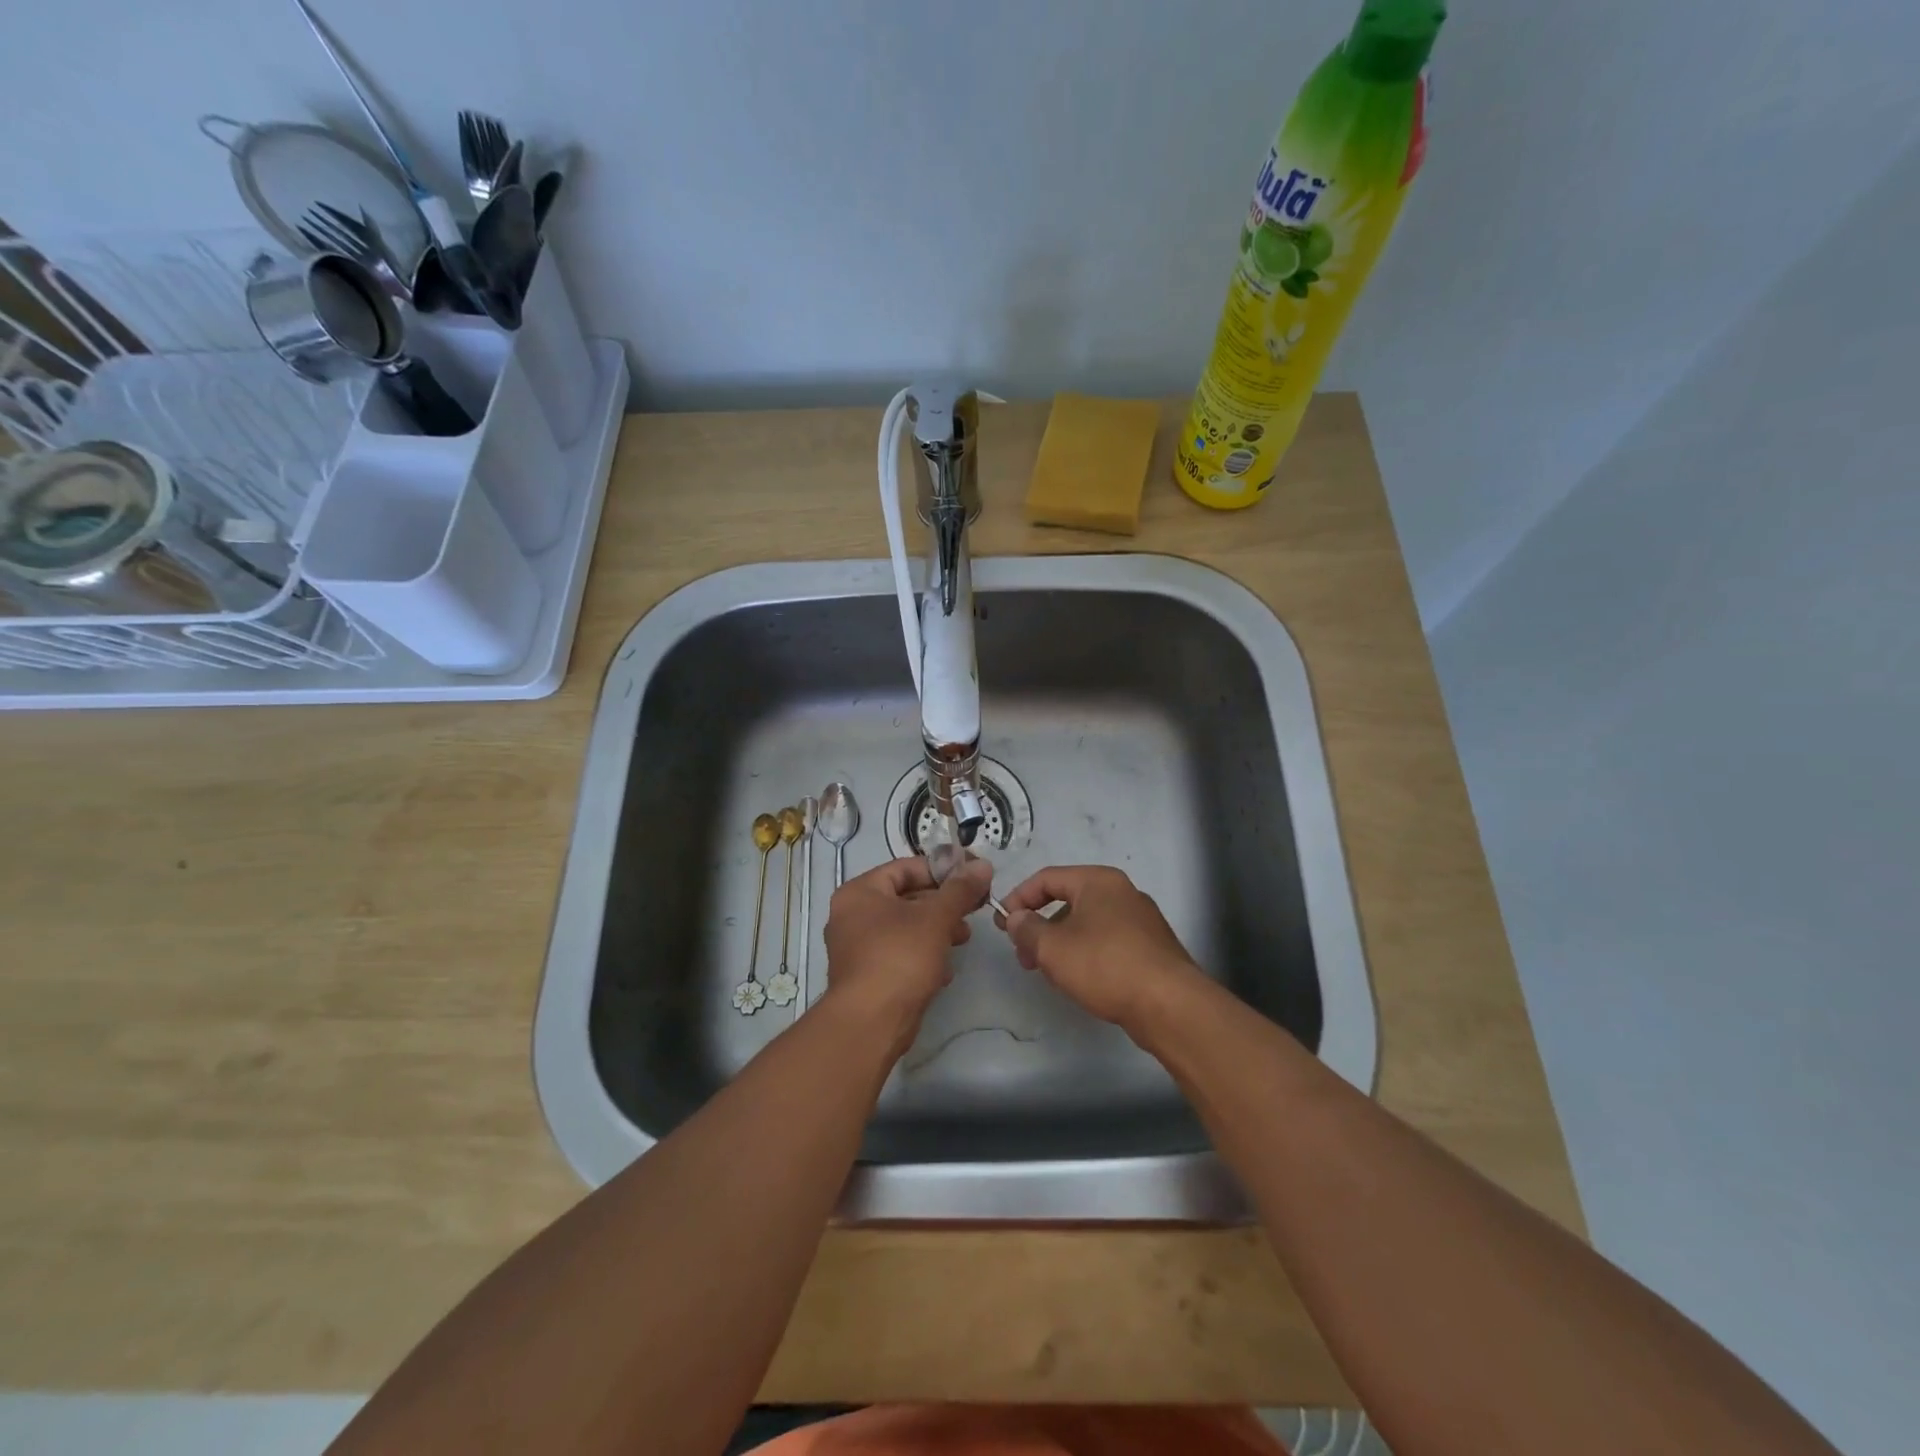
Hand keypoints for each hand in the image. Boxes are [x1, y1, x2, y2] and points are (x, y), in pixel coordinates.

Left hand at [823, 855, 991, 1054]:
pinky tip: (944, 971)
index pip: (905, 868)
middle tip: (973, 911)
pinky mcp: (866, 975)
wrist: (870, 1023)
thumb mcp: (936, 918)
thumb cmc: (899, 957)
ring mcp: (856, 947)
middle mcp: (851, 915)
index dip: (941, 870)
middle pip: (905, 897)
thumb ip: (960, 890)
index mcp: (860, 892)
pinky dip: (922, 955)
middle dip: (943, 904)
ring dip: (937, 931)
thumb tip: (982, 864)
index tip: (972, 879)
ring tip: (963, 939)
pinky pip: (898, 954)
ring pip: (904, 928)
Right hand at [995, 865, 1202, 1035]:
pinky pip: (1107, 942)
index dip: (1019, 898)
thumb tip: (1016, 918)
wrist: (1170, 1005)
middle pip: (1068, 900)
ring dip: (1061, 943)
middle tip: (1023, 955)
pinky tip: (1080, 981)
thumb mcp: (1053, 948)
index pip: (1047, 878)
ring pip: (1088, 924)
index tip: (1003, 924)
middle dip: (1040, 926)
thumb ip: (1027, 929)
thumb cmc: (1105, 966)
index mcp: (1098, 881)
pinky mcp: (1151, 948)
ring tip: (1050, 974)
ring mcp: (1141, 920)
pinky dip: (1086, 954)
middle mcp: (1122, 892)